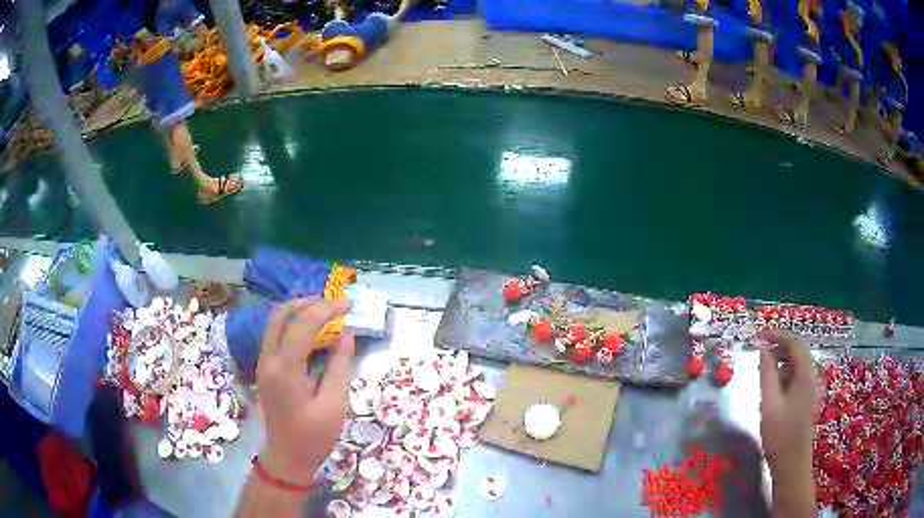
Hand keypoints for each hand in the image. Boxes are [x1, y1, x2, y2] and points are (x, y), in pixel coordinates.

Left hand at [256, 298, 354, 482]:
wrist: (288, 456)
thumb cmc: (313, 435)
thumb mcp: (334, 403)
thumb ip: (340, 364)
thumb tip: (347, 332)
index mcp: (284, 369)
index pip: (302, 325)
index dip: (326, 309)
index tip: (348, 303)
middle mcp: (268, 359)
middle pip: (281, 314)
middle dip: (308, 302)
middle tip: (334, 303)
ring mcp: (263, 362)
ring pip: (275, 322)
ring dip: (299, 310)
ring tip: (326, 311)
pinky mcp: (265, 368)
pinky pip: (276, 334)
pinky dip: (294, 324)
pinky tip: (313, 330)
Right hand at [758, 330, 816, 515]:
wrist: (792, 464)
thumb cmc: (780, 435)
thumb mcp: (770, 404)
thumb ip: (767, 374)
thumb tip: (762, 348)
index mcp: (805, 375)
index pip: (794, 343)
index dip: (777, 336)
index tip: (757, 336)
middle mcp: (812, 377)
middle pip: (798, 352)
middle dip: (778, 347)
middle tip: (758, 351)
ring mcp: (811, 389)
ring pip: (797, 365)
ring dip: (781, 362)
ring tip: (763, 370)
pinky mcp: (808, 399)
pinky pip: (797, 378)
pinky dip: (785, 375)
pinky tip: (773, 388)